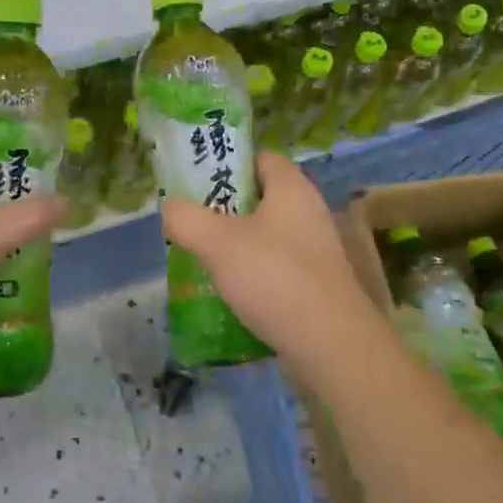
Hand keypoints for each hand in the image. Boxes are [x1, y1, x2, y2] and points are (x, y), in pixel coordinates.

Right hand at [159, 152, 389, 382]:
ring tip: (203, 259)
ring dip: (236, 245)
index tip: (195, 183)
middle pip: (259, 198)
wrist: (332, 345)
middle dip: (224, 209)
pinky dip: (253, 274)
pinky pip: (276, 267)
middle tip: (192, 223)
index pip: (258, 158)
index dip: (227, 164)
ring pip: (266, 235)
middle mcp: (308, 211)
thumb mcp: (217, 242)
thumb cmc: (274, 278)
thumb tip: (171, 207)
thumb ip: (185, 218)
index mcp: (291, 188)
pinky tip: (230, 293)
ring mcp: (316, 249)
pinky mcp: (317, 283)